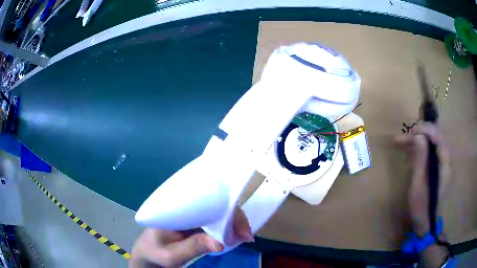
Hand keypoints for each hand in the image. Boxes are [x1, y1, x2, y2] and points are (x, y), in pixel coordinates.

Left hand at [129, 207, 252, 267]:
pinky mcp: (194, 220)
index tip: (242, 231)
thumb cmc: (155, 252)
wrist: (147, 253)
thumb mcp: (172, 254)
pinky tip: (234, 235)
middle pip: (215, 204)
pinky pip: (213, 219)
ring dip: (232, 223)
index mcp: (176, 209)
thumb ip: (193, 247)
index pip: (207, 202)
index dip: (227, 213)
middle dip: (234, 219)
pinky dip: (226, 227)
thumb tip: (221, 242)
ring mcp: (190, 213)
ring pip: (216, 211)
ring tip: (243, 236)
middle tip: (246, 236)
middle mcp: (184, 206)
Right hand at [396, 123, 450, 267]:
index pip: (438, 135)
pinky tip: (409, 153)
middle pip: (434, 136)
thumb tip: (419, 137)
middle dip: (419, 133)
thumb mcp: (419, 185)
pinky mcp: (437, 168)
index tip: (410, 132)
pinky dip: (419, 149)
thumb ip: (421, 160)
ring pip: (431, 143)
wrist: (426, 223)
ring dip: (417, 140)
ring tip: (402, 142)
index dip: (425, 129)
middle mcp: (445, 159)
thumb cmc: (422, 207)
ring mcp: (441, 163)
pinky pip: (429, 151)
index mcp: (444, 162)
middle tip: (403, 138)